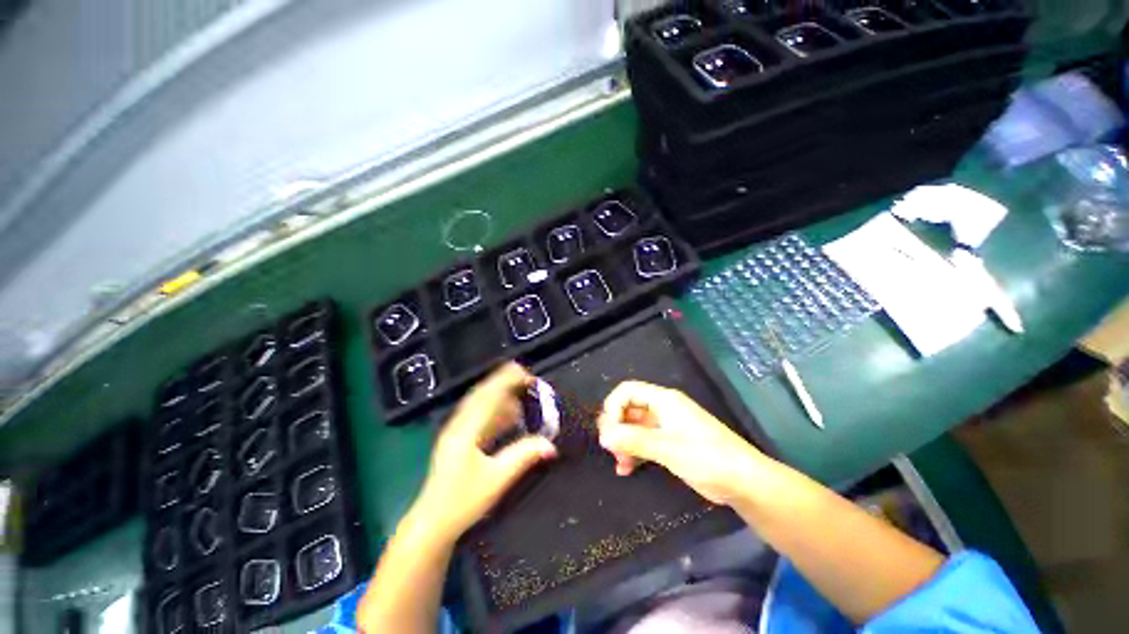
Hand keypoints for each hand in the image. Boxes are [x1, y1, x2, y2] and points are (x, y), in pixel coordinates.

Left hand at [410, 363, 557, 542]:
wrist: (432, 524)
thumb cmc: (462, 502)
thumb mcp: (496, 479)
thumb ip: (523, 457)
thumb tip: (550, 445)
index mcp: (466, 430)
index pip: (489, 396)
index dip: (508, 381)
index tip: (527, 375)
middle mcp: (459, 424)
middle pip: (482, 393)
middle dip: (503, 380)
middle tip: (526, 375)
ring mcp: (456, 431)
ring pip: (479, 403)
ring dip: (500, 393)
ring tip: (520, 390)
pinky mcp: (458, 440)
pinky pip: (478, 415)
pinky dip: (495, 409)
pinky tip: (509, 414)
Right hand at [597, 381, 767, 504]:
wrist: (744, 482)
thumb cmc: (707, 457)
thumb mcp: (667, 447)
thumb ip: (633, 440)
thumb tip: (603, 436)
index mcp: (663, 400)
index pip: (627, 391)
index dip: (613, 407)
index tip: (608, 432)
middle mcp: (662, 408)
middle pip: (628, 408)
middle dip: (616, 427)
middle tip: (610, 449)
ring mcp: (666, 426)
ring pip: (634, 427)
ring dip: (623, 442)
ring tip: (619, 464)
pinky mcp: (670, 443)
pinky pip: (644, 442)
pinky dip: (633, 452)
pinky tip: (626, 470)